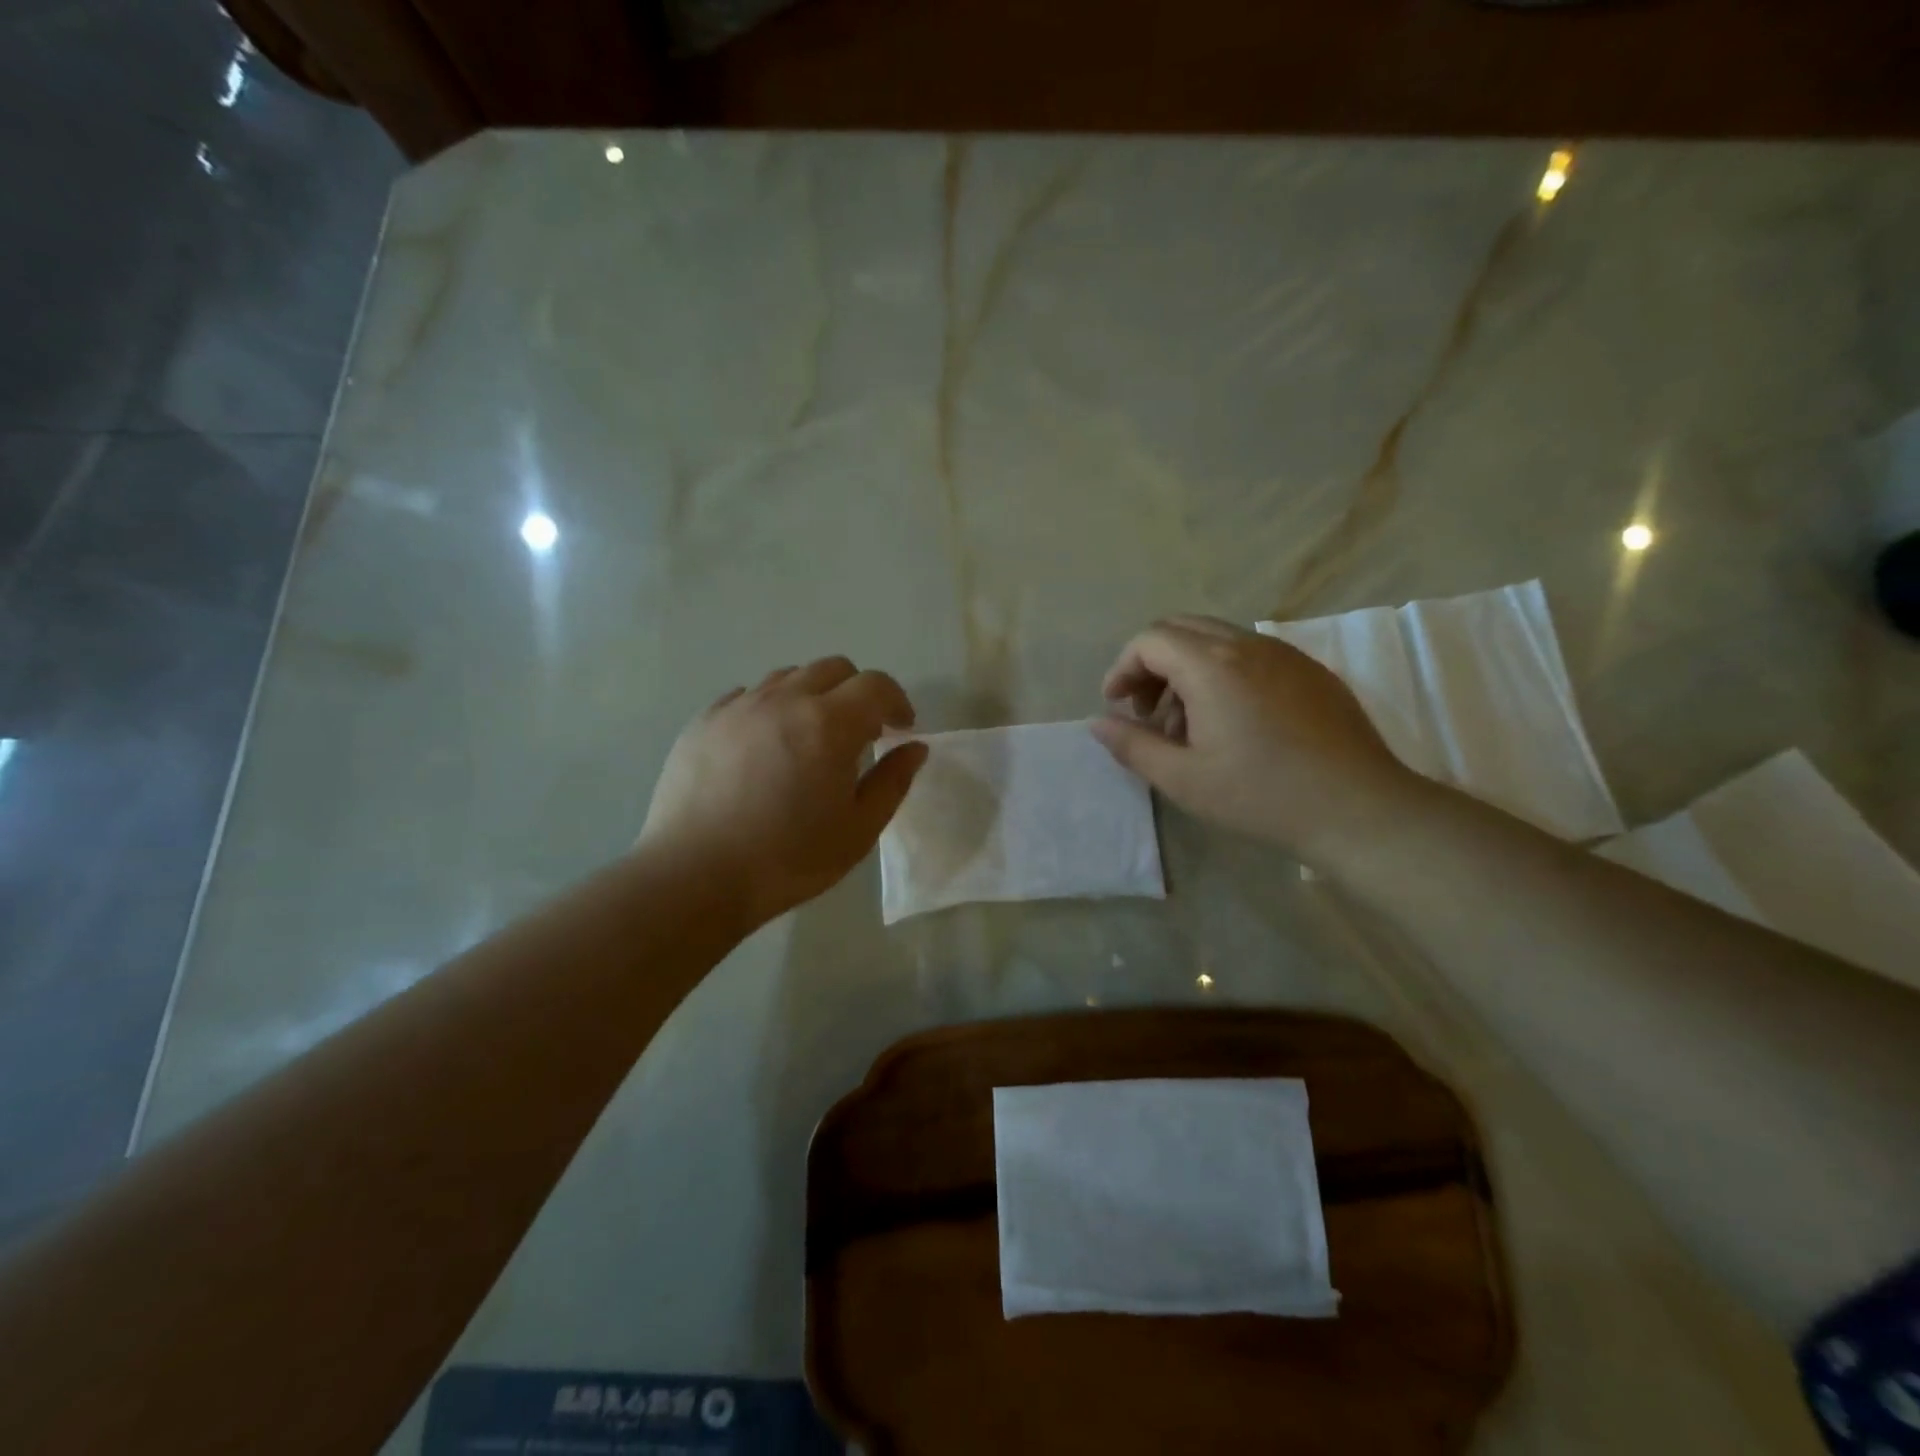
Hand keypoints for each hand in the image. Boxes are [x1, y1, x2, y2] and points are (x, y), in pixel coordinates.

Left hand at [638, 657, 927, 924]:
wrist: (694, 877)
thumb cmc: (788, 859)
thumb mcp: (858, 830)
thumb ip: (893, 781)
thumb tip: (914, 747)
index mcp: (829, 724)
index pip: (875, 685)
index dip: (896, 700)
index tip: (899, 729)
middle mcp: (784, 700)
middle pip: (833, 668)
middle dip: (857, 692)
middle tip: (859, 733)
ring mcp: (738, 706)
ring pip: (788, 677)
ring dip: (812, 696)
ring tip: (808, 738)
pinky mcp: (703, 721)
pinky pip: (746, 696)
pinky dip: (769, 709)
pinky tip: (764, 746)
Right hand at [1090, 616, 1422, 865]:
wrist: (1359, 809)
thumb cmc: (1261, 795)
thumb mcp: (1182, 779)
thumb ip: (1132, 745)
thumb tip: (1098, 723)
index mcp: (1211, 665)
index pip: (1150, 640)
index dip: (1123, 668)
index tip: (1117, 705)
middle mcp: (1247, 645)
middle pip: (1181, 629)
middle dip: (1152, 664)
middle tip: (1147, 711)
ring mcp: (1285, 654)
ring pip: (1217, 639)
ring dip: (1187, 669)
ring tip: (1189, 725)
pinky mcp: (1311, 670)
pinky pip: (1252, 654)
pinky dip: (1223, 673)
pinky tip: (1233, 723)